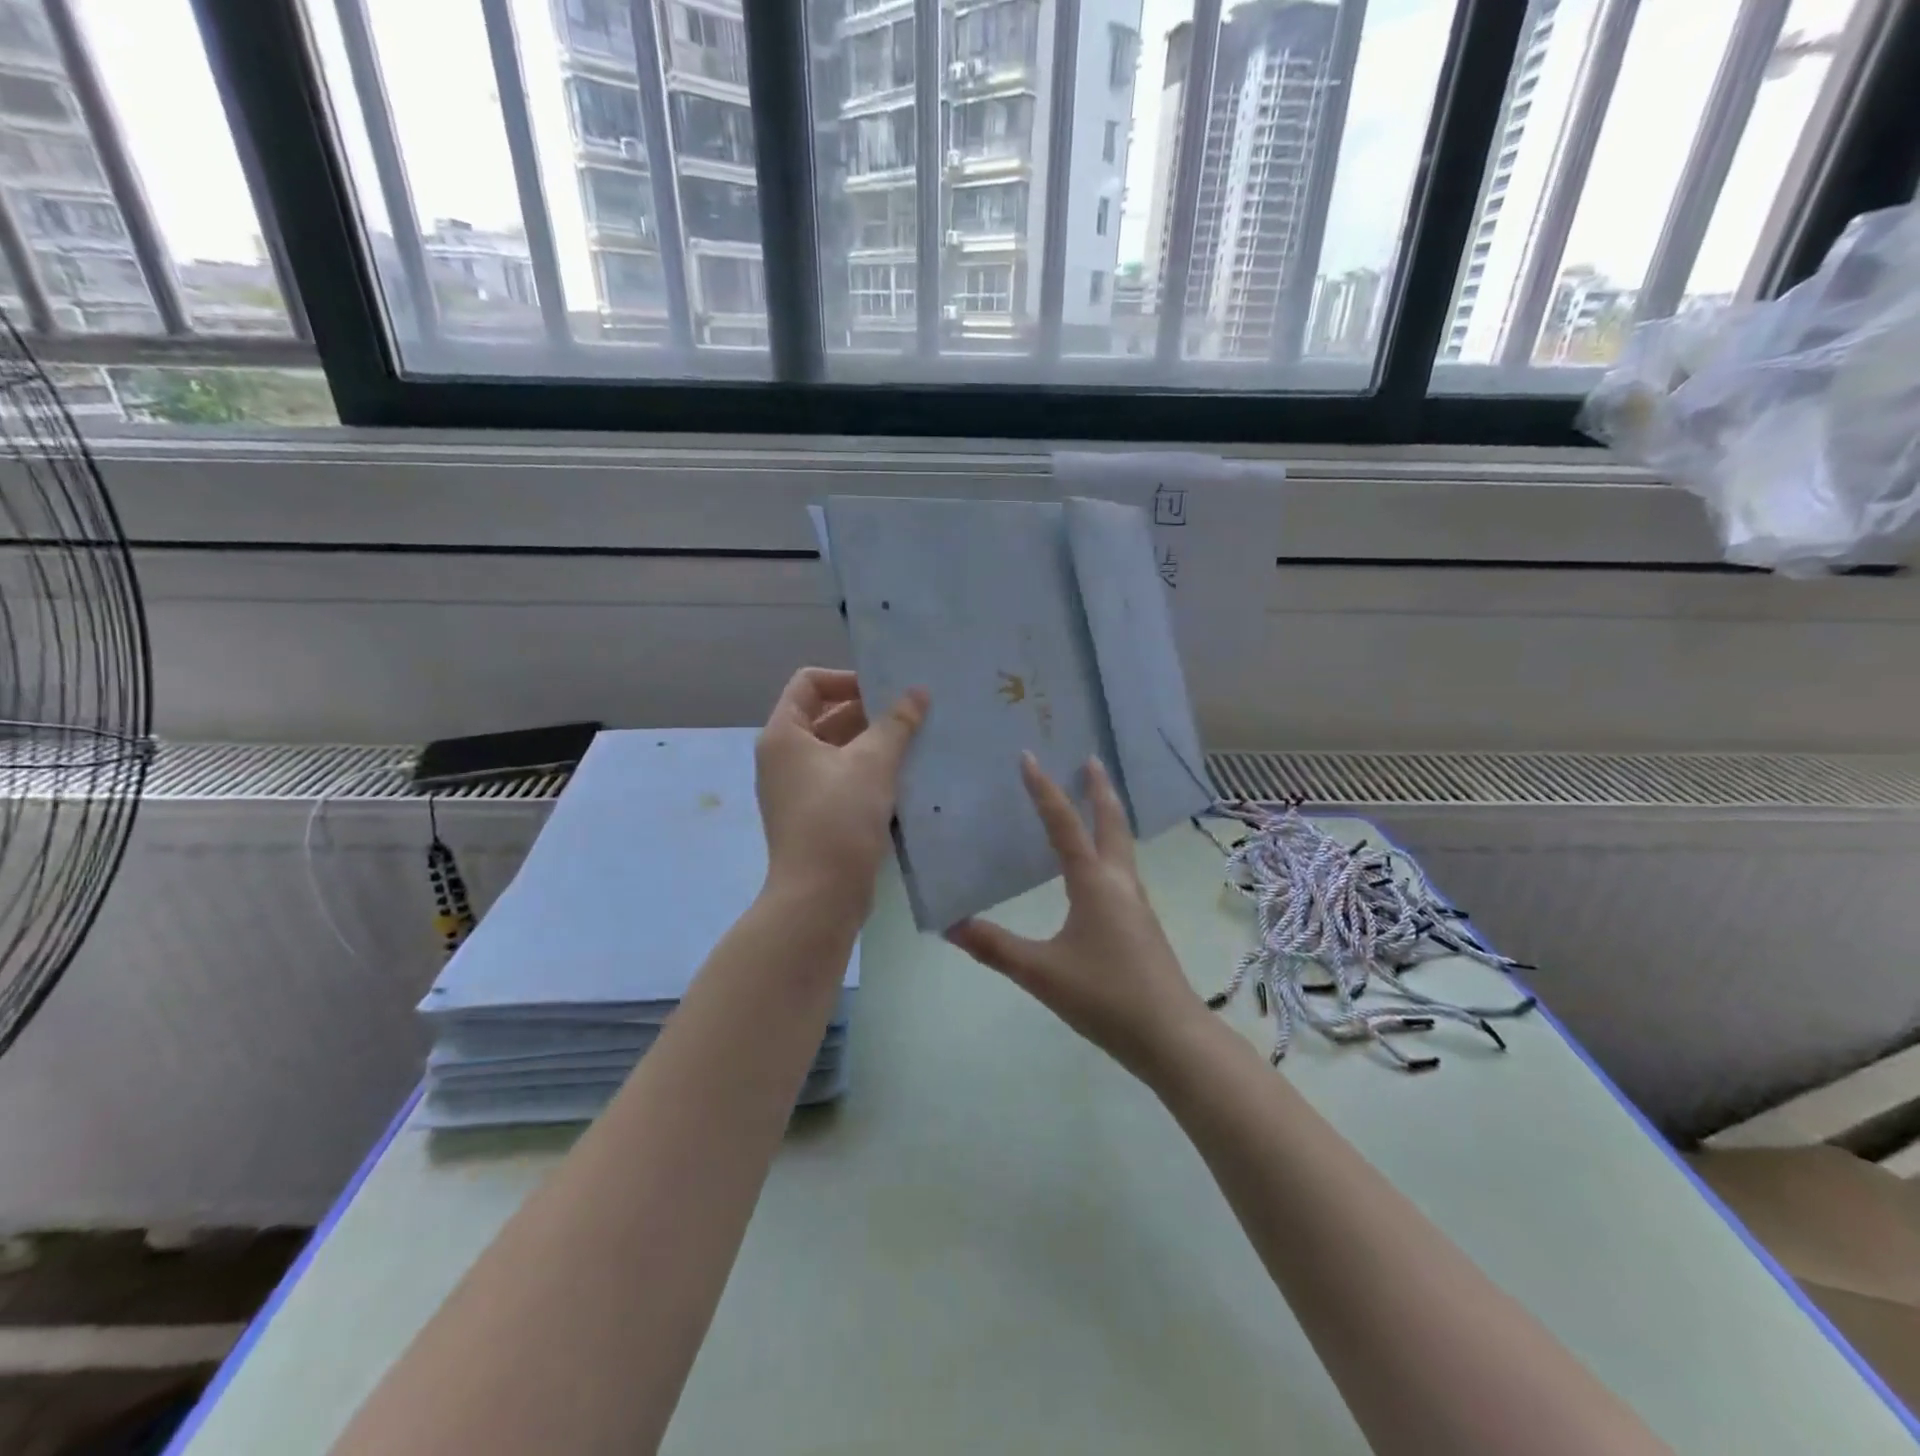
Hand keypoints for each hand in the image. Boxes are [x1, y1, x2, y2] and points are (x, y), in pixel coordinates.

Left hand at [755, 667, 927, 920]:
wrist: (820, 896)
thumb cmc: (839, 818)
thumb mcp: (873, 763)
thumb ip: (897, 723)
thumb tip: (918, 691)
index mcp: (784, 734)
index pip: (809, 683)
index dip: (848, 679)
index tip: (886, 692)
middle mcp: (784, 757)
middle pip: (826, 716)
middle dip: (869, 712)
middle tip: (913, 714)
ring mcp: (798, 789)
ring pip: (839, 750)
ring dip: (874, 744)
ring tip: (917, 743)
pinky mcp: (815, 816)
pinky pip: (843, 780)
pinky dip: (870, 773)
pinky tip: (906, 779)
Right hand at [947, 753, 1206, 1076]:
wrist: (1170, 1035)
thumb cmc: (1105, 996)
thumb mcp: (1041, 973)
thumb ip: (995, 947)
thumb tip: (950, 925)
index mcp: (1095, 883)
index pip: (1064, 824)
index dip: (1044, 790)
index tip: (1029, 757)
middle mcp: (1119, 882)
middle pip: (1111, 822)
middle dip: (1099, 789)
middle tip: (1090, 759)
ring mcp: (1136, 901)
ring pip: (1122, 844)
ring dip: (1108, 815)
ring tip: (1094, 800)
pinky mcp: (1142, 922)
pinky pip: (1124, 867)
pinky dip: (1110, 847)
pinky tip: (1100, 866)